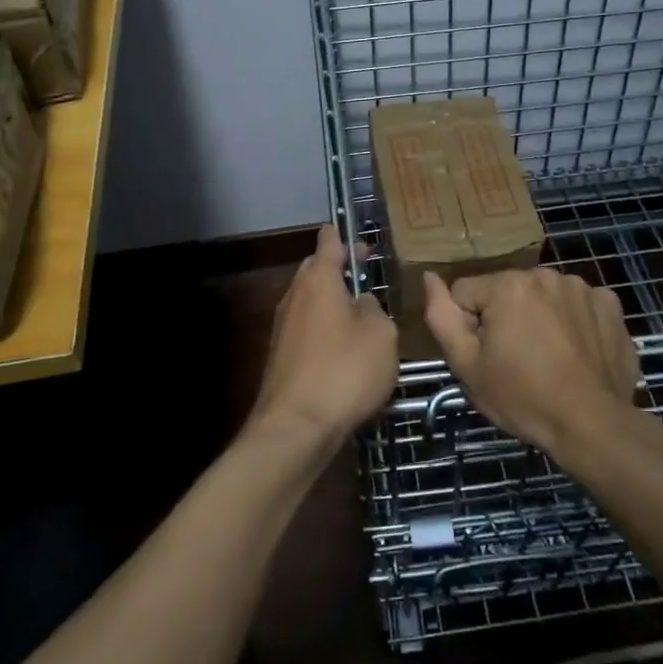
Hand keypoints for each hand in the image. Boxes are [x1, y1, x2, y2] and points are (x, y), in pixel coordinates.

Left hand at [251, 225, 397, 446]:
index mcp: (319, 279)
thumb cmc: (344, 371)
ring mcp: (283, 326)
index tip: (362, 240)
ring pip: (310, 301)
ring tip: (361, 315)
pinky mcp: (280, 356)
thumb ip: (375, 310)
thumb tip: (361, 305)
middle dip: (339, 269)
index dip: (346, 237)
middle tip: (367, 276)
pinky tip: (343, 350)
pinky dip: (324, 329)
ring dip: (332, 302)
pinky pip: (305, 328)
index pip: (329, 241)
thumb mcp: (382, 335)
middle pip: (315, 269)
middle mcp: (295, 295)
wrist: (296, 427)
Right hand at [422, 267, 643, 457]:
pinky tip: (577, 351)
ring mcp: (582, 287)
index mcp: (508, 285)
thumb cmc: (522, 397)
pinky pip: (578, 304)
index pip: (466, 293)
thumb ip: (441, 316)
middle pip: (507, 292)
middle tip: (517, 361)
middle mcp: (545, 274)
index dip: (469, 327)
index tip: (487, 357)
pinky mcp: (610, 304)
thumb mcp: (467, 365)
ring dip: (540, 317)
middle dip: (505, 318)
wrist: (592, 425)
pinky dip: (574, 321)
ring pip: (542, 297)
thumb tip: (429, 277)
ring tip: (549, 358)